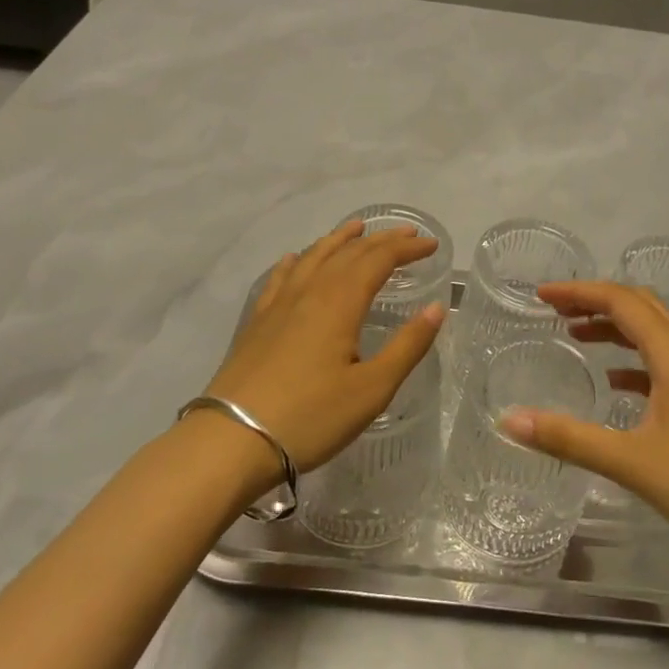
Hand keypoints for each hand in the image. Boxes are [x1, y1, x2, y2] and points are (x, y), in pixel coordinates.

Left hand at [200, 221, 445, 473]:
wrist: (231, 440)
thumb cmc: (311, 417)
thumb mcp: (372, 389)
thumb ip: (407, 346)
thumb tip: (437, 308)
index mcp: (340, 303)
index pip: (379, 260)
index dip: (406, 249)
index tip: (432, 246)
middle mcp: (309, 292)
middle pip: (348, 253)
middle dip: (381, 240)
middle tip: (407, 235)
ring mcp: (278, 305)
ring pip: (313, 258)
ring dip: (339, 240)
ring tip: (356, 228)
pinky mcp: (257, 322)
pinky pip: (280, 278)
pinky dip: (296, 261)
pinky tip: (295, 259)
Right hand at [499, 281, 668, 551]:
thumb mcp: (631, 461)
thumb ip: (569, 439)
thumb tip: (509, 421)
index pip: (621, 301)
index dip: (579, 291)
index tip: (541, 296)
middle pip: (640, 307)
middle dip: (596, 300)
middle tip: (556, 309)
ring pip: (653, 334)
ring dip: (615, 327)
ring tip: (577, 336)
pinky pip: (662, 363)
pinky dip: (632, 361)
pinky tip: (615, 384)